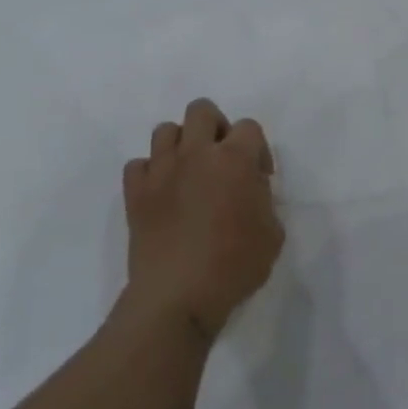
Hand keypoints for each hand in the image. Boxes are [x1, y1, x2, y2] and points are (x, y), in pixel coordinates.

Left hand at [123, 98, 282, 339]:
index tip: (258, 178)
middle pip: (201, 110)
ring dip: (180, 145)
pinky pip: (137, 165)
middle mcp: (196, 154)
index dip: (257, 149)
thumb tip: (250, 190)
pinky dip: (149, 173)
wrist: (178, 298)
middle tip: (221, 160)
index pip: (249, 127)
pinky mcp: (135, 193)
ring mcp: (161, 170)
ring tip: (188, 173)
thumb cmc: (234, 266)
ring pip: (165, 130)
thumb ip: (264, 200)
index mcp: (235, 159)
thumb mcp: (273, 233)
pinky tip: (160, 194)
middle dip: (215, 127)